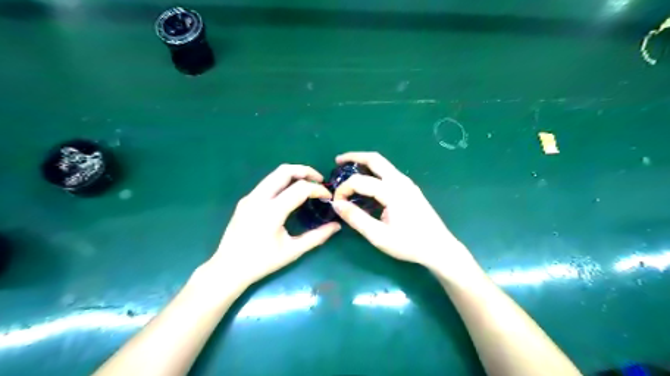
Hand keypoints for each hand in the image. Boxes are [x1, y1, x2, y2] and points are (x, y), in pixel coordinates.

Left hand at [204, 163, 340, 286]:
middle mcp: (259, 198)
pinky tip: (289, 195)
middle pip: (284, 170)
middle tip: (319, 180)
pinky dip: (282, 182)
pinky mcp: (245, 200)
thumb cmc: (262, 262)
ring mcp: (249, 197)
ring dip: (294, 175)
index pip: (300, 188)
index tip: (328, 197)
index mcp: (272, 211)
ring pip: (274, 174)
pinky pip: (267, 183)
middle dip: (305, 171)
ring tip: (307, 185)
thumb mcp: (293, 251)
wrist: (228, 268)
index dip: (318, 189)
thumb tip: (337, 226)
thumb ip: (317, 237)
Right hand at [330, 153, 478, 278]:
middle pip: (375, 159)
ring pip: (383, 164)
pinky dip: (374, 170)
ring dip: (364, 162)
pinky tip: (367, 181)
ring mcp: (407, 183)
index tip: (336, 202)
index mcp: (392, 192)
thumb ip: (356, 218)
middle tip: (337, 161)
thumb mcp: (379, 236)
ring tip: (349, 168)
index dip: (343, 189)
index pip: (360, 181)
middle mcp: (400, 181)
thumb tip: (336, 204)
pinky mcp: (410, 188)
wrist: (439, 247)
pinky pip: (389, 172)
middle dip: (354, 157)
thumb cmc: (409, 244)